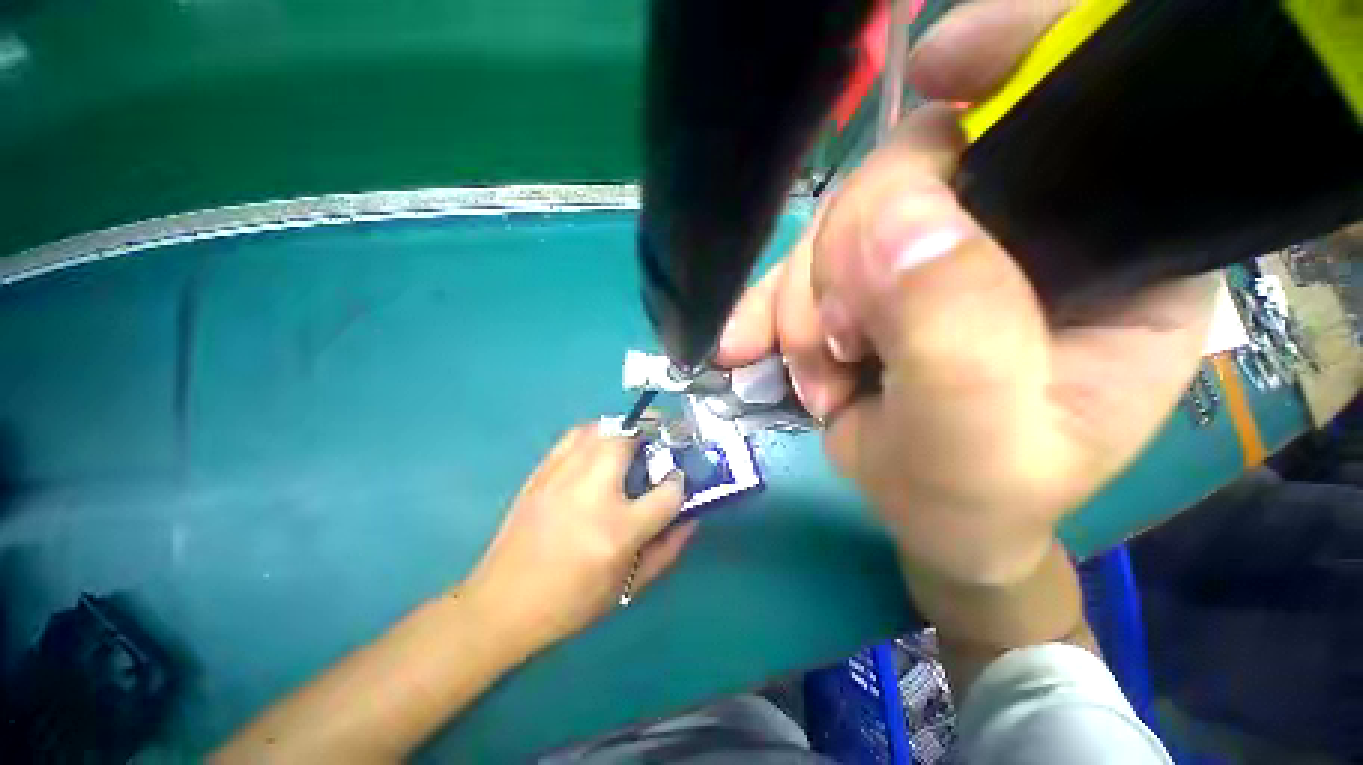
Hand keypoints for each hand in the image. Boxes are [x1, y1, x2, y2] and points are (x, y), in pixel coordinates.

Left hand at [465, 426, 694, 654]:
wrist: (501, 605)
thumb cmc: (572, 601)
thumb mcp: (629, 585)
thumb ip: (668, 548)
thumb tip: (693, 516)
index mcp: (618, 530)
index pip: (668, 492)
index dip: (681, 483)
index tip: (680, 481)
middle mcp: (592, 492)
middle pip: (629, 440)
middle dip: (653, 434)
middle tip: (661, 443)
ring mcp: (562, 477)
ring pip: (601, 428)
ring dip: (624, 429)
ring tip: (633, 441)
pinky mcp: (542, 472)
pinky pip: (575, 435)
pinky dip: (595, 433)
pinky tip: (599, 448)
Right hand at [720, 1, 1214, 587]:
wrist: (928, 519)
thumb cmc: (978, 499)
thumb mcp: (980, 442)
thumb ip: (954, 335)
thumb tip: (893, 226)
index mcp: (1113, 251)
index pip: (1084, 106)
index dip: (1014, 58)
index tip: (939, 66)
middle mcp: (1026, 229)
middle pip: (916, 170)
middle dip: (848, 260)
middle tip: (839, 346)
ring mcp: (933, 253)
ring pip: (839, 224)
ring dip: (802, 303)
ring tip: (820, 376)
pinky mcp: (868, 282)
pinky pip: (798, 267)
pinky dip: (764, 308)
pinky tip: (745, 348)